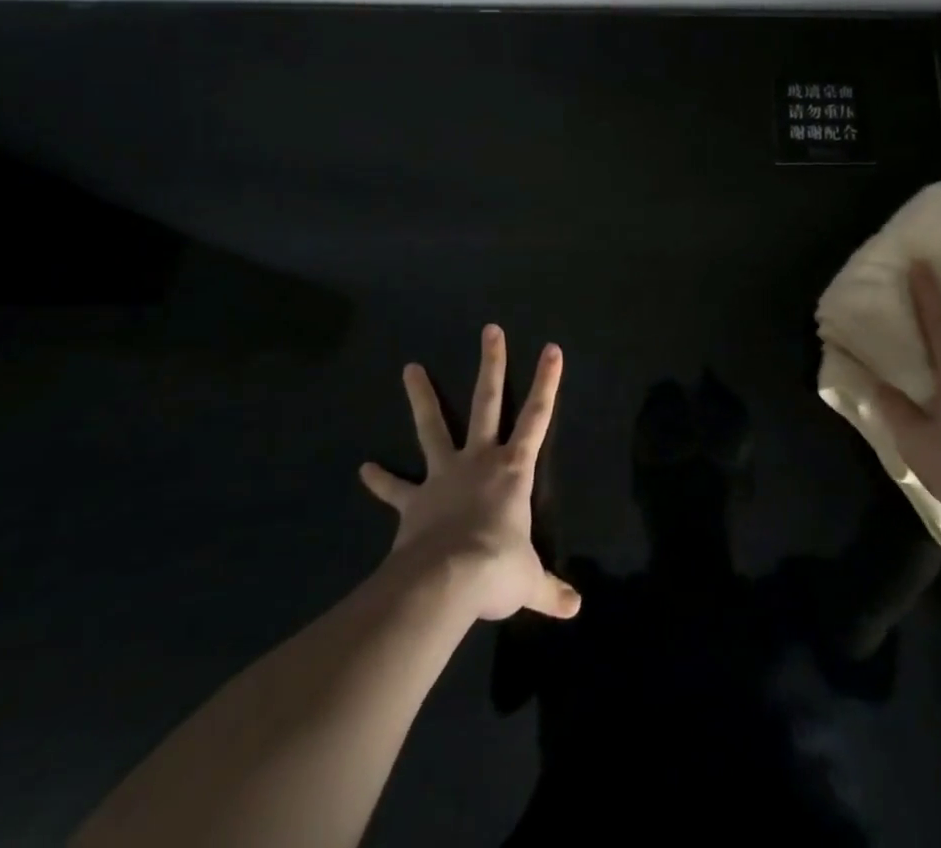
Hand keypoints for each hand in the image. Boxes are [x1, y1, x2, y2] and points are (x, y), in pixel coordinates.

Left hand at [359, 326, 580, 622]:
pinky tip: (365, 469)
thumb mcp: (530, 581)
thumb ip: (550, 590)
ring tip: (410, 367)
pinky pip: (397, 489)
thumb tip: (575, 609)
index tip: (552, 347)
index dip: (548, 382)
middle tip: (490, 330)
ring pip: (434, 426)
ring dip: (423, 397)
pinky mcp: (415, 501)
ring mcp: (444, 475)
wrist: (445, 582)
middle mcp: (480, 460)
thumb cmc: (496, 569)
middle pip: (487, 401)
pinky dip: (382, 480)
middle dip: (492, 364)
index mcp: (514, 469)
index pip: (538, 416)